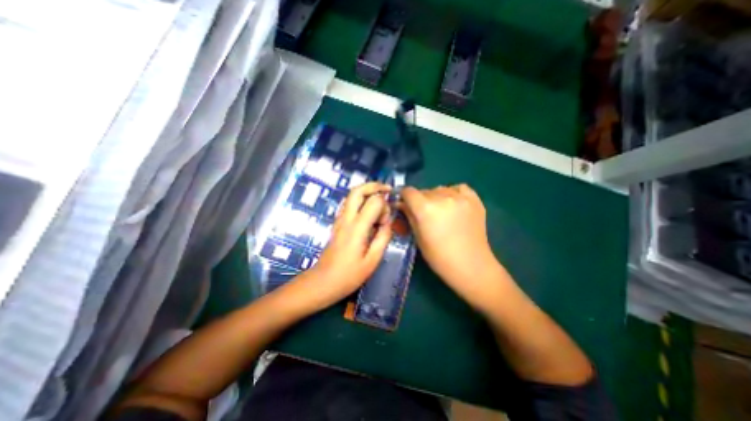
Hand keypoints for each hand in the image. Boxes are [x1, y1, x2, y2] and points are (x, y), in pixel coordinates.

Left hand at [301, 183, 393, 306]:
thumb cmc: (349, 275)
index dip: (384, 206)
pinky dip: (361, 200)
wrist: (323, 281)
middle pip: (357, 190)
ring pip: (351, 195)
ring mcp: (340, 219)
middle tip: (387, 190)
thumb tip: (388, 222)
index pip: (373, 202)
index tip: (386, 221)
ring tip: (380, 199)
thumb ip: (383, 238)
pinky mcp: (337, 223)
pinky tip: (369, 211)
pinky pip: (349, 204)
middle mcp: (346, 219)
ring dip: (367, 191)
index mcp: (357, 228)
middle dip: (374, 186)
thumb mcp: (372, 260)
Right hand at [398, 184, 504, 308]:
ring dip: (436, 197)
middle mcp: (442, 198)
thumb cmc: (439, 257)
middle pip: (424, 191)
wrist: (471, 265)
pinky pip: (459, 188)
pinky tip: (454, 205)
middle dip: (420, 200)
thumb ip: (409, 216)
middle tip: (425, 214)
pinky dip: (453, 193)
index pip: (408, 191)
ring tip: (442, 211)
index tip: (405, 205)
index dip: (404, 197)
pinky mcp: (474, 199)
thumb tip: (401, 204)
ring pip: (440, 189)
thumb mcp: (418, 237)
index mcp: (425, 208)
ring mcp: (460, 197)